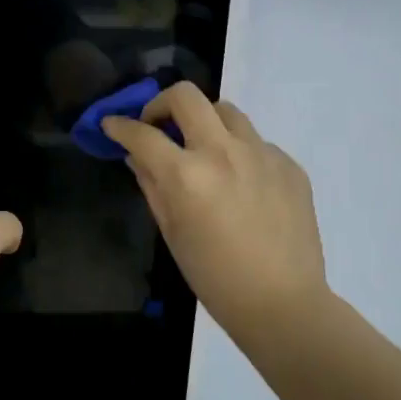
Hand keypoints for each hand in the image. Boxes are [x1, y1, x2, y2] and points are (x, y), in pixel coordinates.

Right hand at [102, 83, 328, 337]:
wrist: (283, 303)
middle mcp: (223, 152)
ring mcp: (261, 154)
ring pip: (226, 111)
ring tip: (202, 149)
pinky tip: (240, 182)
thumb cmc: (214, 277)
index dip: (120, 126)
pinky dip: (238, 151)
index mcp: (187, 175)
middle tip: (158, 126)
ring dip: (204, 121)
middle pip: (186, 96)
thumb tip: (137, 155)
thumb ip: (151, 184)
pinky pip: (256, 141)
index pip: (142, 134)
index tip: (112, 124)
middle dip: (161, 104)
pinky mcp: (288, 164)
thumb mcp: (171, 231)